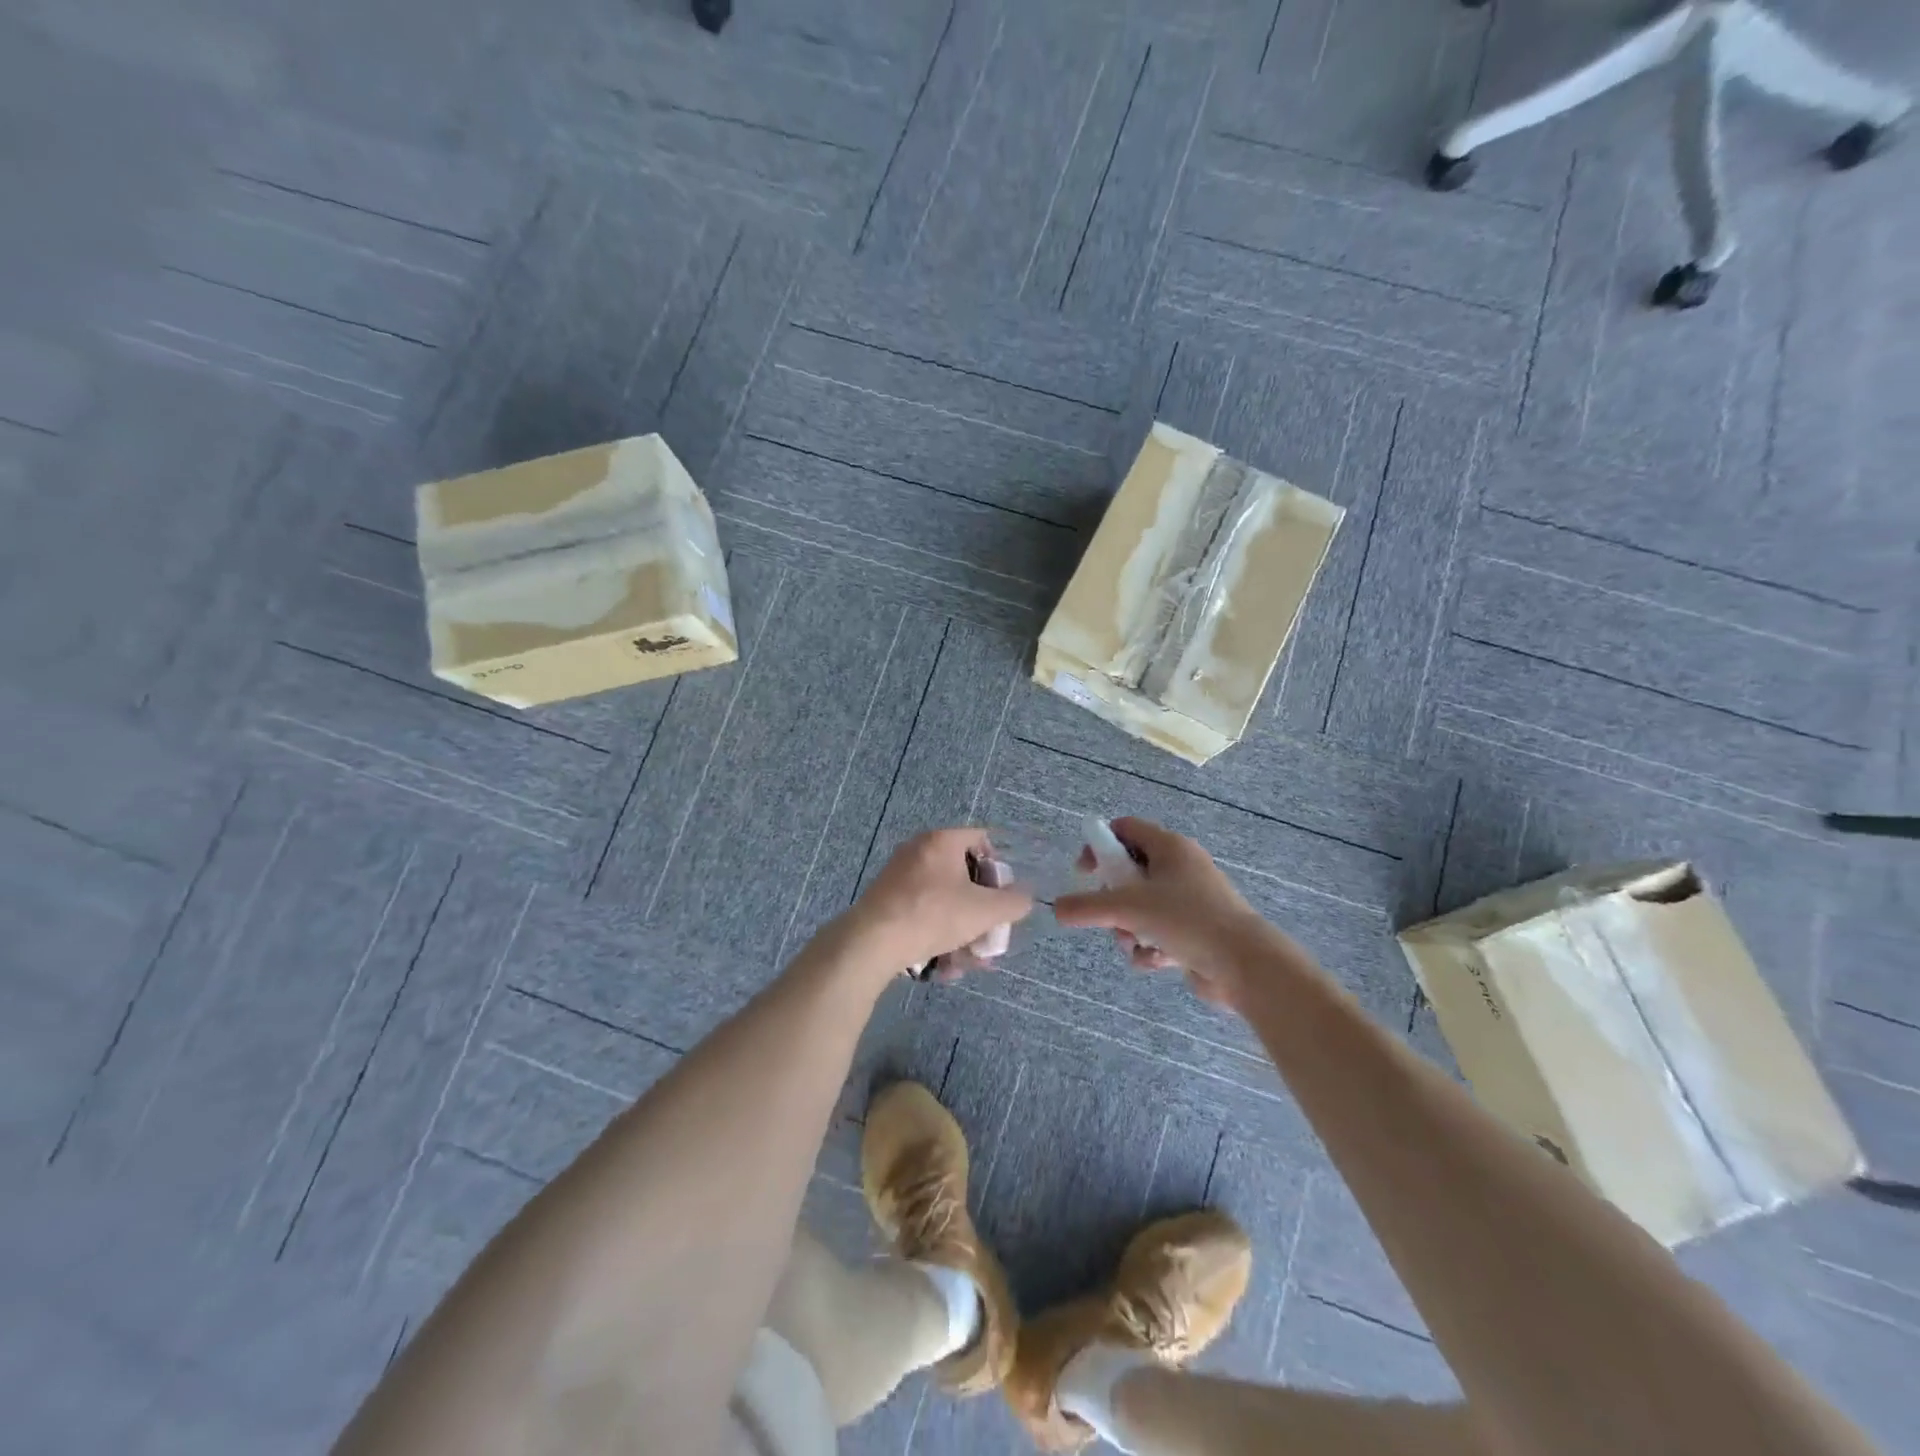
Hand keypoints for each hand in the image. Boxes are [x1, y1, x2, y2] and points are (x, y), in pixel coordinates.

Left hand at [839, 829, 1033, 980]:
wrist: (871, 942)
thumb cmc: (933, 915)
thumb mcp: (984, 911)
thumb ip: (1013, 902)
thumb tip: (1023, 898)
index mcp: (941, 841)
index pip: (981, 839)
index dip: (999, 866)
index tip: (1003, 895)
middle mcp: (919, 851)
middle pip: (963, 876)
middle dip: (981, 912)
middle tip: (989, 936)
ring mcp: (899, 876)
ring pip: (944, 902)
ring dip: (962, 932)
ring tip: (968, 963)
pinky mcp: (886, 902)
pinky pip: (923, 914)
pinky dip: (937, 936)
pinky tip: (944, 967)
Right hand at [1054, 817, 1269, 1005]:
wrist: (1246, 965)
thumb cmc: (1188, 920)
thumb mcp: (1129, 908)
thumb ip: (1087, 907)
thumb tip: (1057, 909)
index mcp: (1170, 847)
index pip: (1124, 829)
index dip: (1099, 845)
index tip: (1084, 872)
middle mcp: (1181, 868)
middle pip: (1129, 873)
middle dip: (1113, 901)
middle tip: (1111, 916)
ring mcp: (1190, 901)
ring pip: (1141, 908)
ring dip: (1128, 930)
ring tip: (1135, 945)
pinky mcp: (1195, 932)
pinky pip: (1158, 933)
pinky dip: (1150, 948)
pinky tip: (1155, 962)